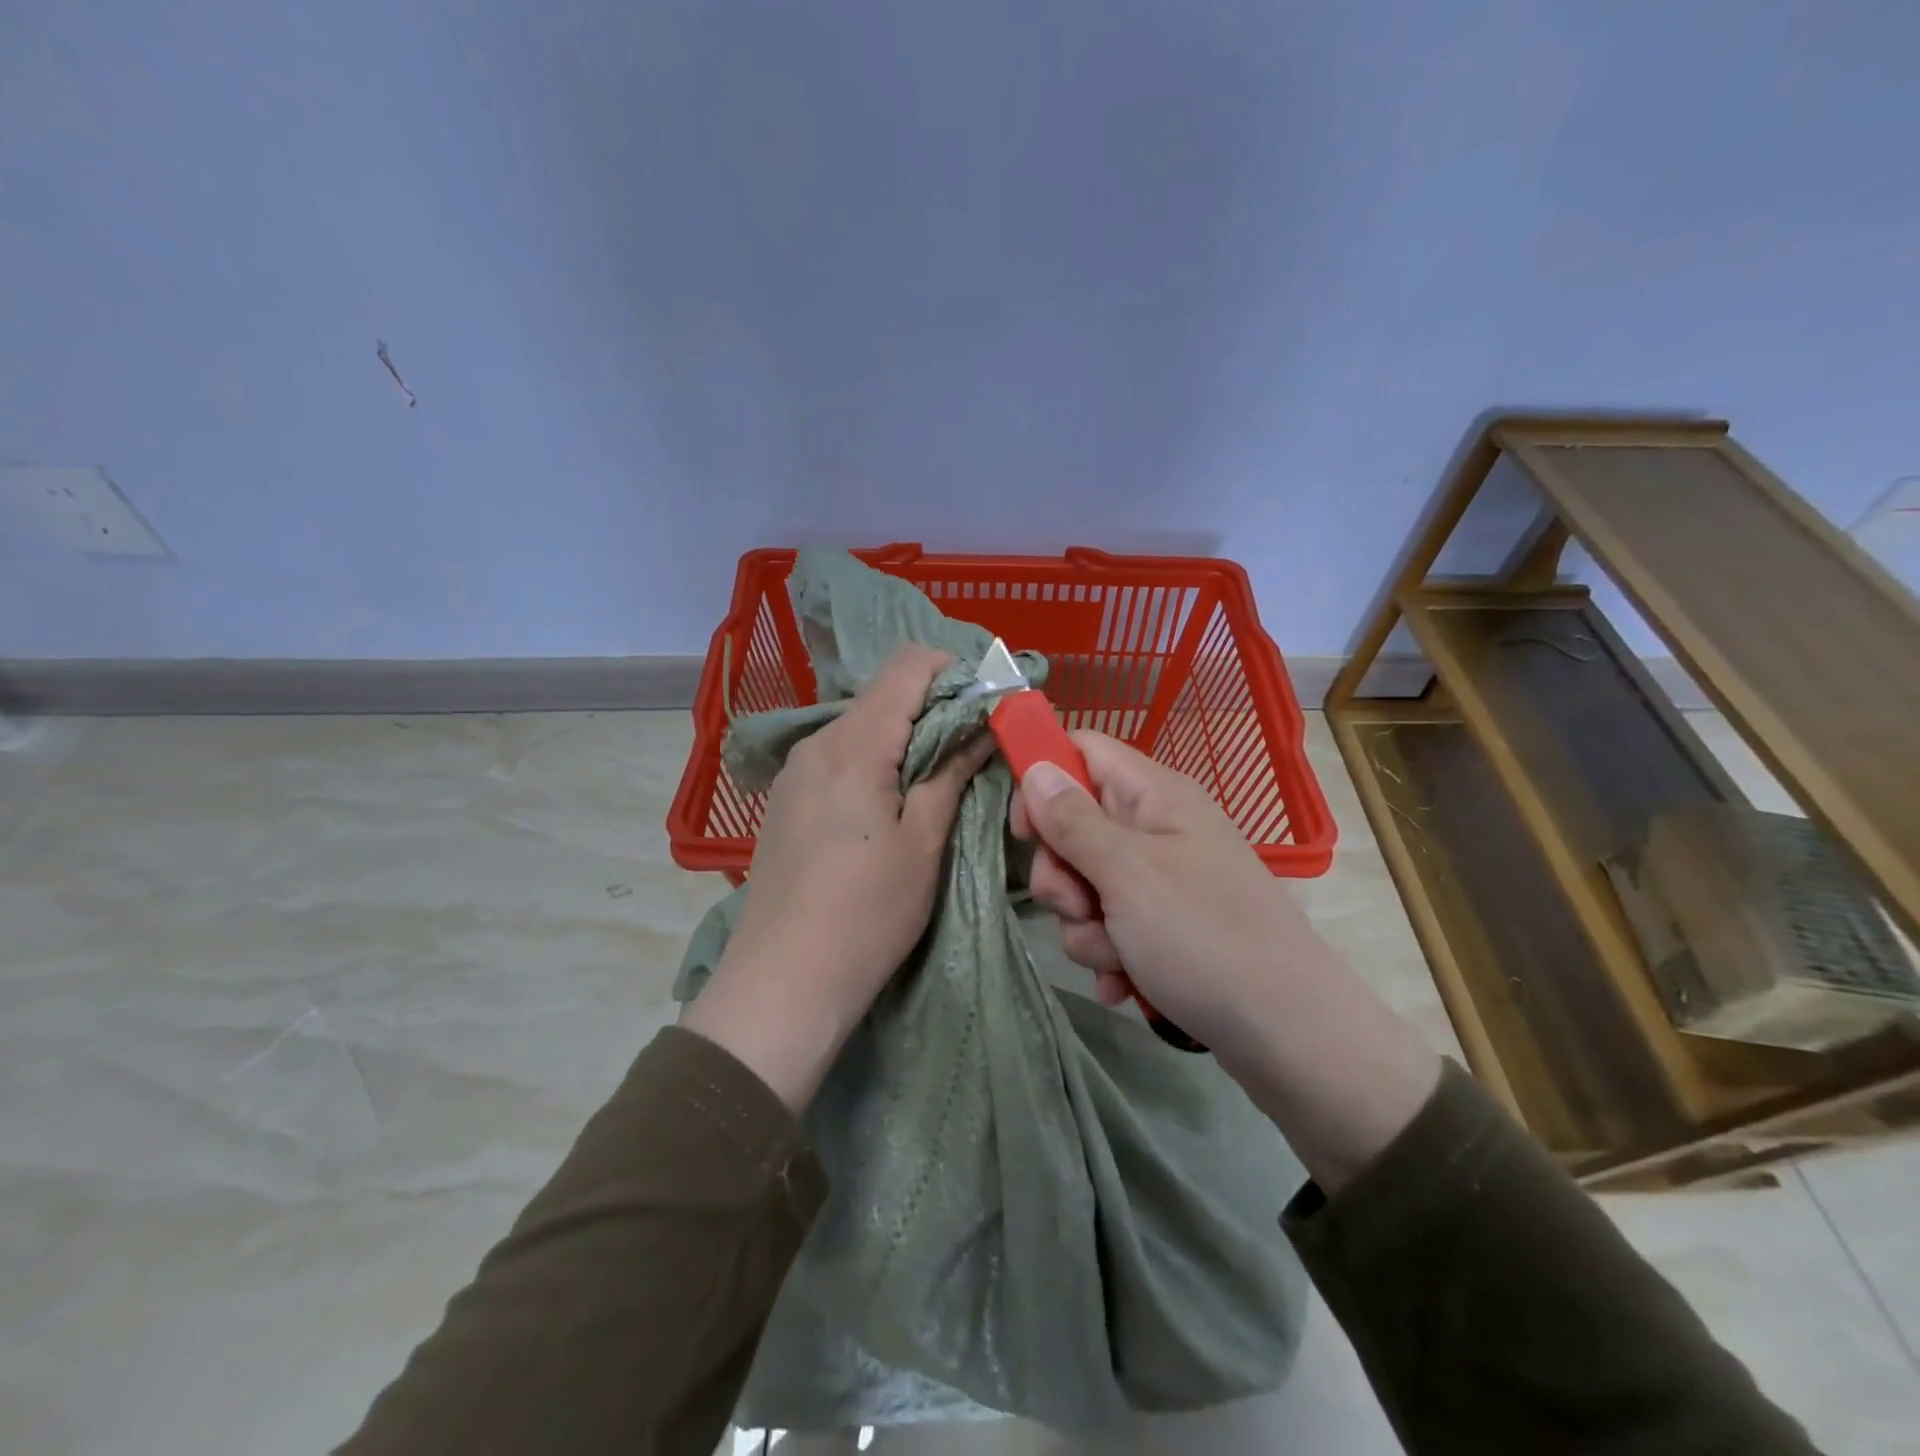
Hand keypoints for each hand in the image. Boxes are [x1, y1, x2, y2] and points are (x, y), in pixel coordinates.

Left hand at [683, 646, 992, 1110]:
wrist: (782, 982)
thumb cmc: (866, 913)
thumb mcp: (923, 843)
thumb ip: (950, 774)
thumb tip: (980, 729)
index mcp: (854, 743)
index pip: (907, 665)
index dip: (954, 672)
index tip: (987, 706)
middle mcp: (817, 742)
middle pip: (884, 695)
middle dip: (935, 710)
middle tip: (973, 751)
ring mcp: (796, 772)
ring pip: (862, 727)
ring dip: (906, 739)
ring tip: (937, 782)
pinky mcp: (787, 800)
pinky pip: (840, 757)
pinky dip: (875, 762)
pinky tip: (891, 805)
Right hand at [1013, 732, 1439, 1190]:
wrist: (1289, 1036)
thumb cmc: (1204, 938)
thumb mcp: (1127, 874)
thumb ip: (1073, 820)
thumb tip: (1035, 768)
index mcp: (1155, 795)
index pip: (1082, 751)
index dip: (1044, 780)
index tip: (1026, 833)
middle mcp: (1158, 828)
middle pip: (1075, 824)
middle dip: (1061, 874)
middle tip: (1079, 906)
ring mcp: (1163, 880)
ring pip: (1086, 884)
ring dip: (1086, 925)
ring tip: (1118, 958)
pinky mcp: (1165, 927)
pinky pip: (1111, 926)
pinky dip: (1109, 954)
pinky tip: (1124, 983)